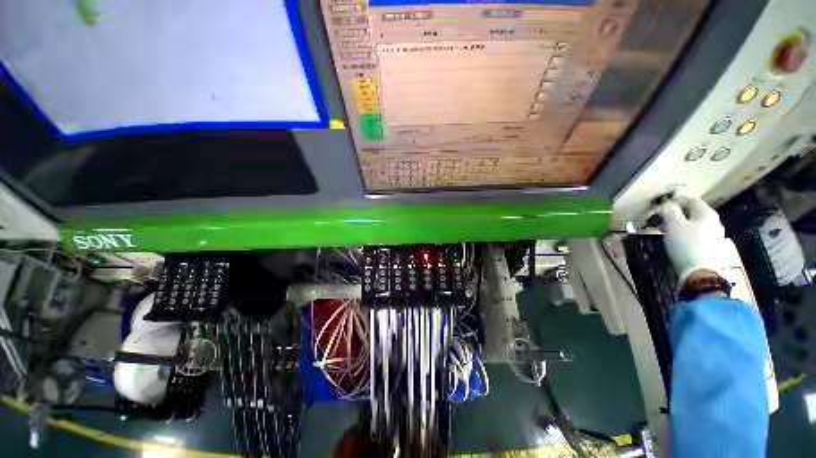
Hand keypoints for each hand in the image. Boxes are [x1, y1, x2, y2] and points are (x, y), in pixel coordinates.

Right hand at [658, 196, 728, 283]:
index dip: (675, 200)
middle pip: (694, 212)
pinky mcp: (712, 247)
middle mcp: (714, 221)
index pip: (691, 199)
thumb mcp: (673, 225)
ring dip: (681, 225)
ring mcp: (715, 235)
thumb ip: (670, 211)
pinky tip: (678, 241)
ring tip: (667, 231)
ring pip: (695, 224)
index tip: (660, 206)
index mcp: (706, 213)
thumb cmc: (686, 244)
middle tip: (662, 219)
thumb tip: (667, 204)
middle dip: (677, 214)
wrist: (700, 272)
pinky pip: (697, 235)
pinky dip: (686, 234)